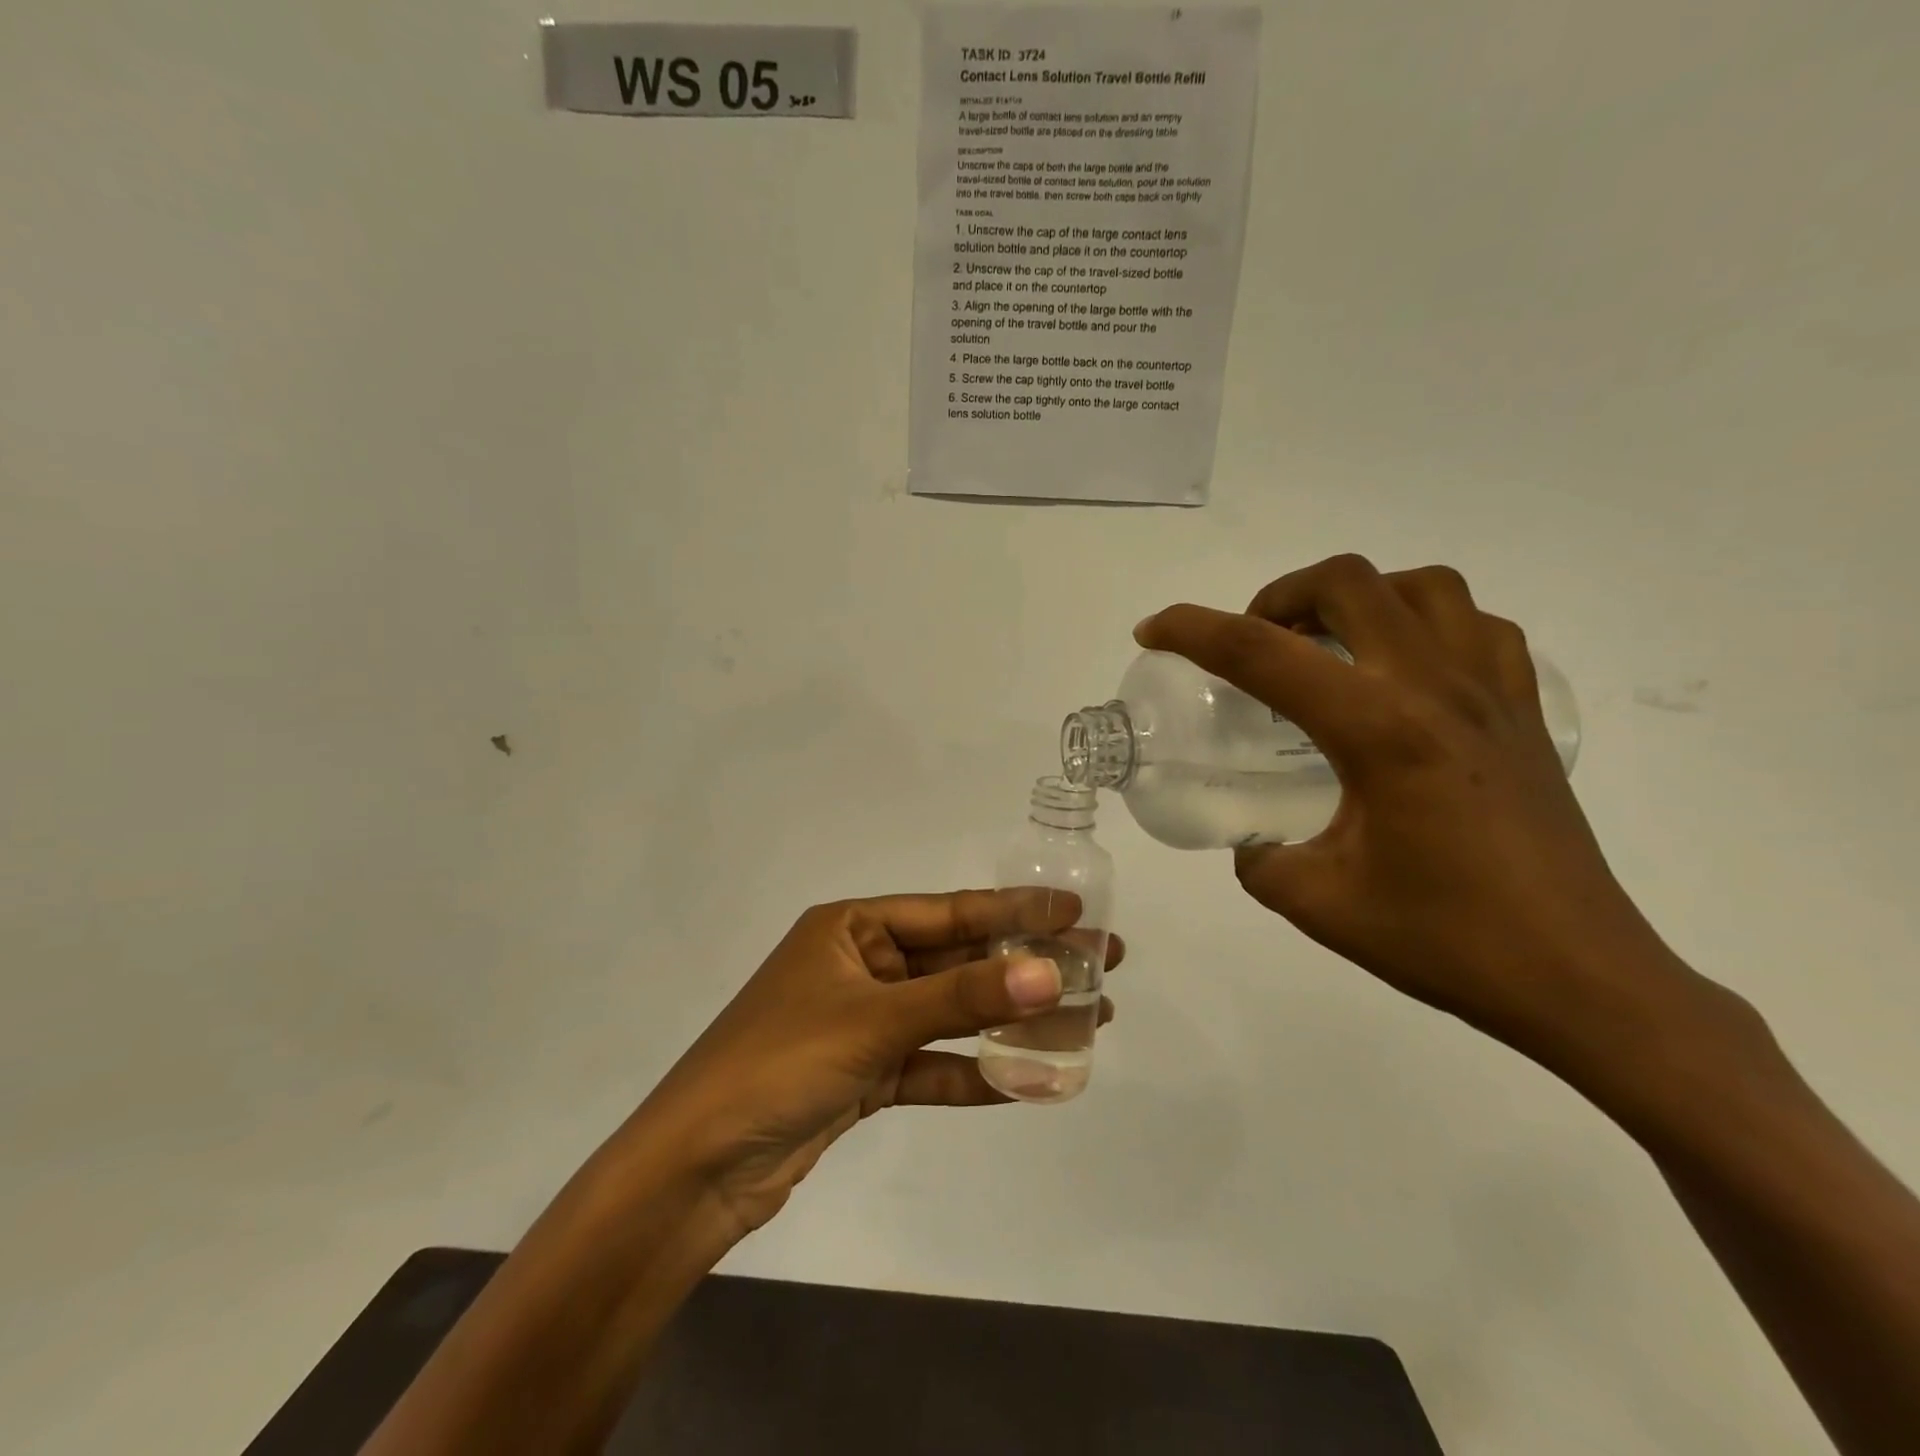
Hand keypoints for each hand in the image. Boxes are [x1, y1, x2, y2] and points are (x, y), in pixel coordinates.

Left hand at [635, 890, 1122, 1239]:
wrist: (697, 1169)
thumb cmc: (780, 1063)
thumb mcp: (876, 1020)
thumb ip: (964, 999)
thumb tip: (1050, 973)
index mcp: (852, 927)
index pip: (950, 911)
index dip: (1015, 909)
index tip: (1076, 910)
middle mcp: (861, 965)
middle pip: (958, 962)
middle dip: (1026, 967)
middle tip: (1100, 965)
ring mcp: (864, 1022)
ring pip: (952, 1015)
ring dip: (1011, 1022)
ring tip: (1085, 1018)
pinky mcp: (865, 1075)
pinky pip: (933, 1065)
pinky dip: (976, 1073)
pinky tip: (1031, 1080)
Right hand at [1136, 555, 1672, 1050]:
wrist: (1580, 981)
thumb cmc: (1446, 941)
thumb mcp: (1319, 903)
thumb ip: (1261, 860)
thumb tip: (1251, 841)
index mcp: (1380, 731)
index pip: (1264, 654)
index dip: (1193, 631)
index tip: (1152, 631)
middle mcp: (1437, 690)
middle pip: (1349, 583)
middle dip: (1278, 596)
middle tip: (1253, 644)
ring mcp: (1492, 694)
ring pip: (1423, 587)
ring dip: (1358, 597)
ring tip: (1327, 647)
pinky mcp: (1525, 714)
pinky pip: (1476, 628)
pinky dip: (1425, 623)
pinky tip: (1402, 672)